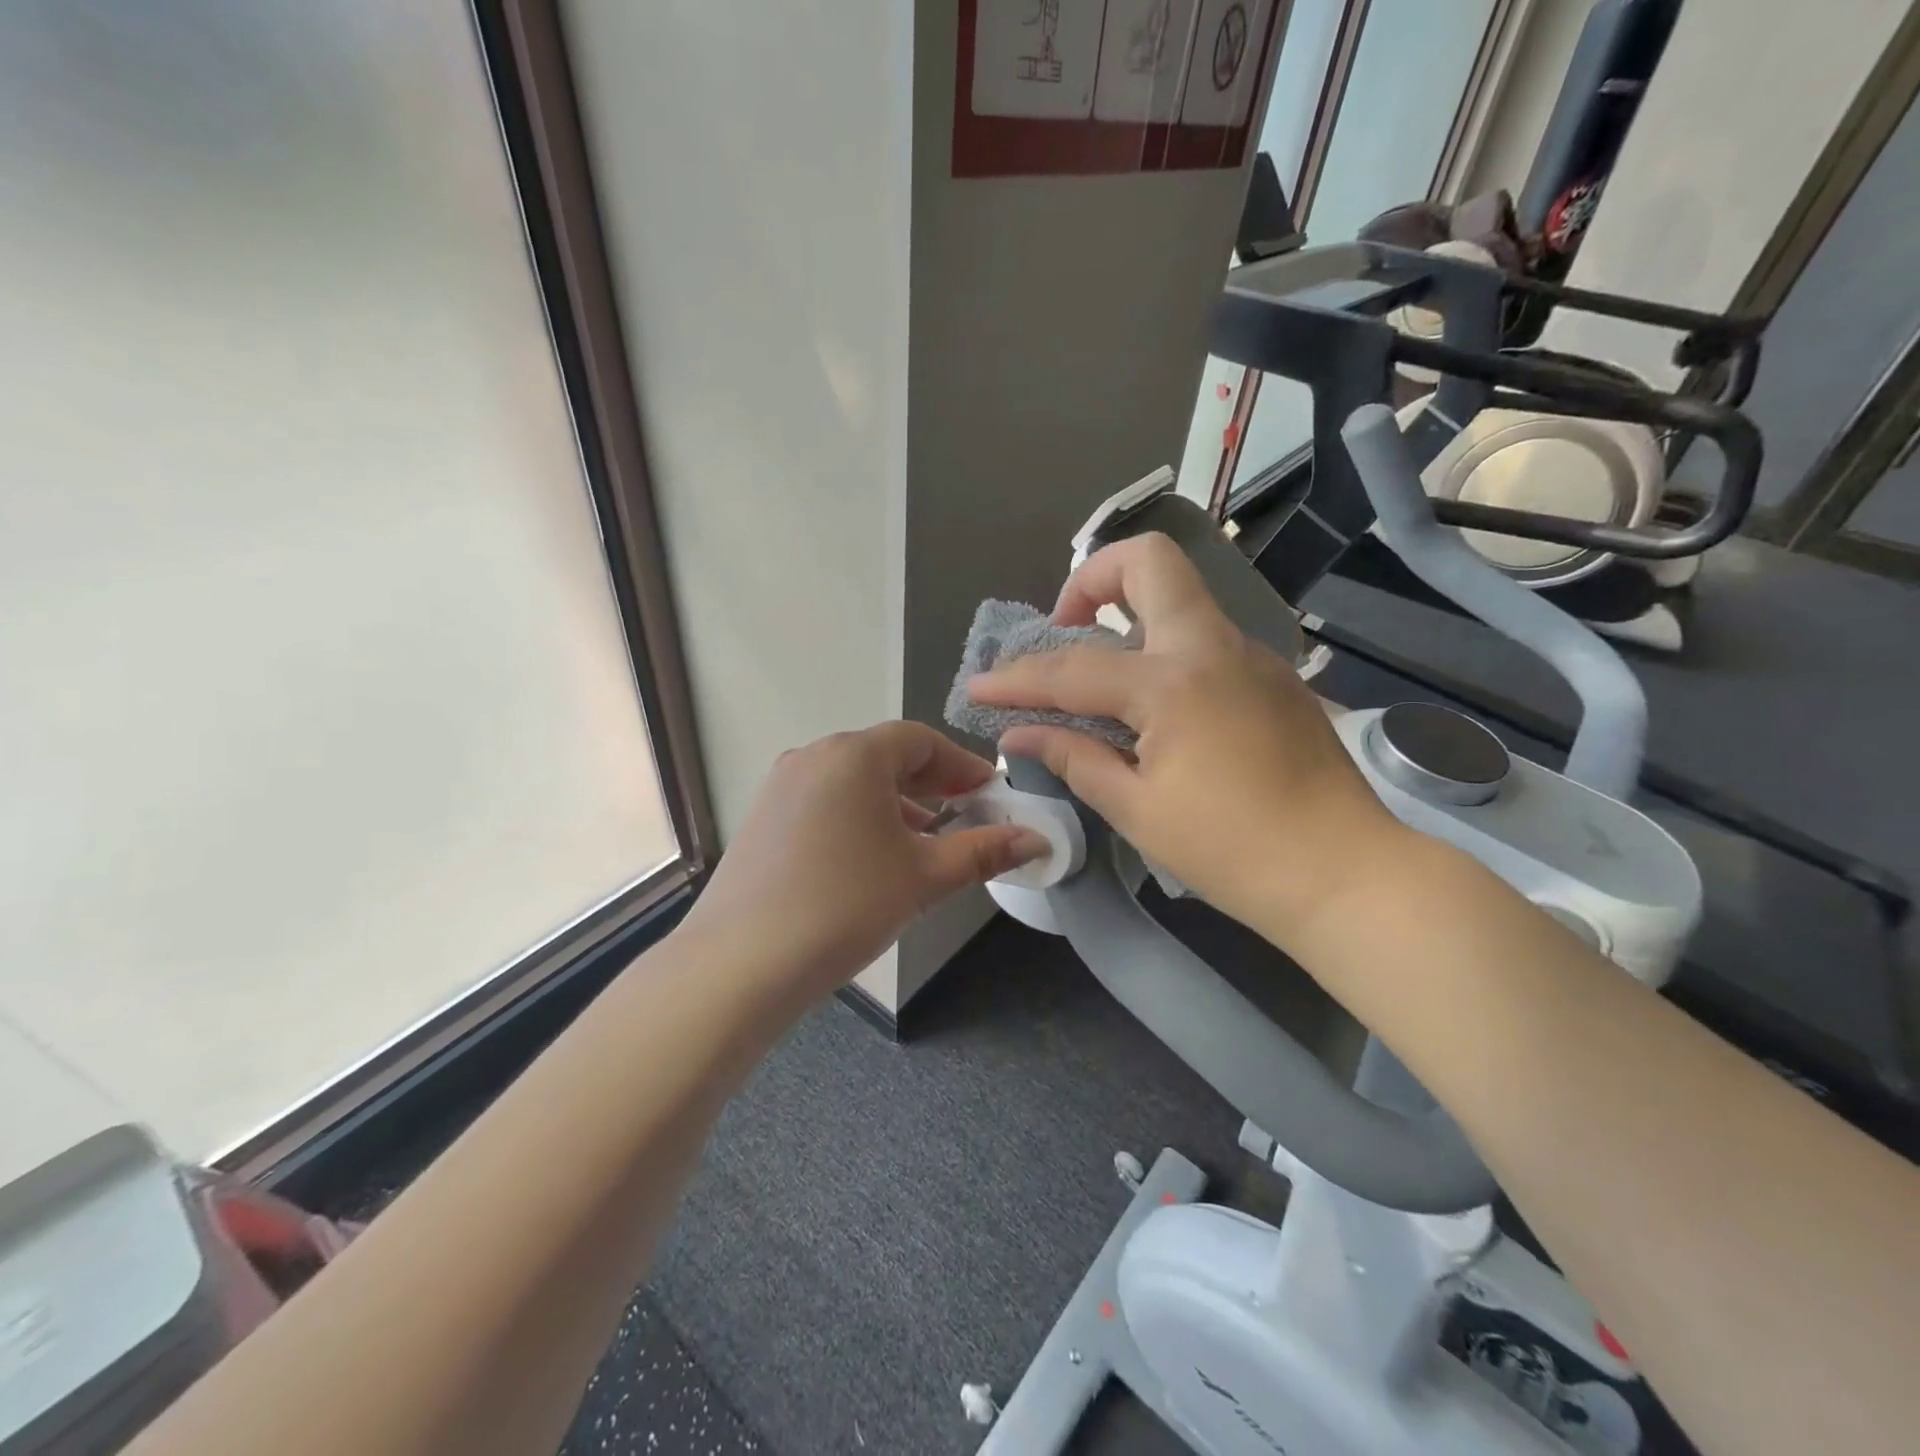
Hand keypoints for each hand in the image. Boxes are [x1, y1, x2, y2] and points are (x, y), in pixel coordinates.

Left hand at [679, 722, 1046, 1001]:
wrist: (741, 962)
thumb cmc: (845, 906)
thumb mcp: (923, 878)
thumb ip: (983, 852)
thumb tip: (1037, 840)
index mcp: (854, 754)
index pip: (920, 740)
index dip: (961, 764)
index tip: (990, 793)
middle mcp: (813, 755)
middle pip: (885, 755)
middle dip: (931, 782)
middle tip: (965, 813)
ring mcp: (782, 785)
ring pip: (853, 779)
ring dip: (895, 801)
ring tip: (925, 839)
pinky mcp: (763, 816)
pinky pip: (825, 799)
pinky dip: (859, 815)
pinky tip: (873, 855)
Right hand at [968, 533, 1402, 947]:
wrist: (1346, 874)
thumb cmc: (1233, 852)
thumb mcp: (1138, 811)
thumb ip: (1075, 758)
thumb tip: (1020, 733)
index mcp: (1173, 682)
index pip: (1073, 668)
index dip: (1017, 679)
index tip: (977, 688)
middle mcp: (1214, 647)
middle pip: (1148, 562)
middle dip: (1091, 580)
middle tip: (1065, 630)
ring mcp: (1252, 655)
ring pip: (1180, 599)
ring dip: (1129, 619)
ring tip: (1102, 681)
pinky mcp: (1273, 677)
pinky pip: (1203, 639)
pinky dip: (1162, 653)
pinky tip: (1156, 712)